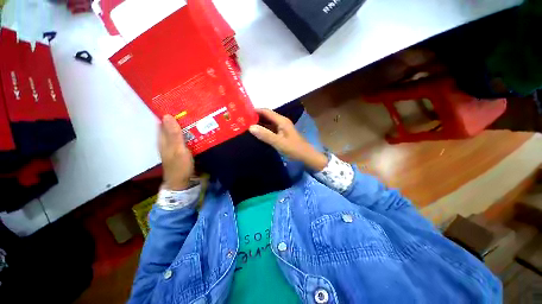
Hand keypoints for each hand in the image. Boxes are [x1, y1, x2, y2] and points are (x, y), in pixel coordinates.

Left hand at [159, 115, 194, 189]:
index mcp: (163, 139)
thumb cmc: (179, 166)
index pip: (163, 121)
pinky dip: (191, 133)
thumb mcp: (177, 149)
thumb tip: (167, 115)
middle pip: (172, 125)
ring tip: (199, 117)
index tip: (180, 104)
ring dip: (187, 125)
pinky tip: (200, 131)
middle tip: (194, 110)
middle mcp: (168, 140)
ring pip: (180, 131)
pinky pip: (186, 138)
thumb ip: (174, 134)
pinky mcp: (183, 149)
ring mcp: (175, 145)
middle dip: (181, 118)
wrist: (183, 181)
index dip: (169, 112)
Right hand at [249, 109, 327, 170]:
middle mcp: (281, 121)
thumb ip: (265, 135)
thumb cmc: (293, 148)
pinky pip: (270, 128)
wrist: (306, 155)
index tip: (243, 112)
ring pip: (268, 122)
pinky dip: (263, 129)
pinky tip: (256, 132)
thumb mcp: (278, 142)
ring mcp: (282, 127)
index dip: (255, 110)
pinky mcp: (281, 133)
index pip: (266, 111)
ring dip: (259, 123)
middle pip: (266, 116)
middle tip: (243, 119)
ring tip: (246, 125)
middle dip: (255, 117)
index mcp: (281, 121)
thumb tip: (250, 127)